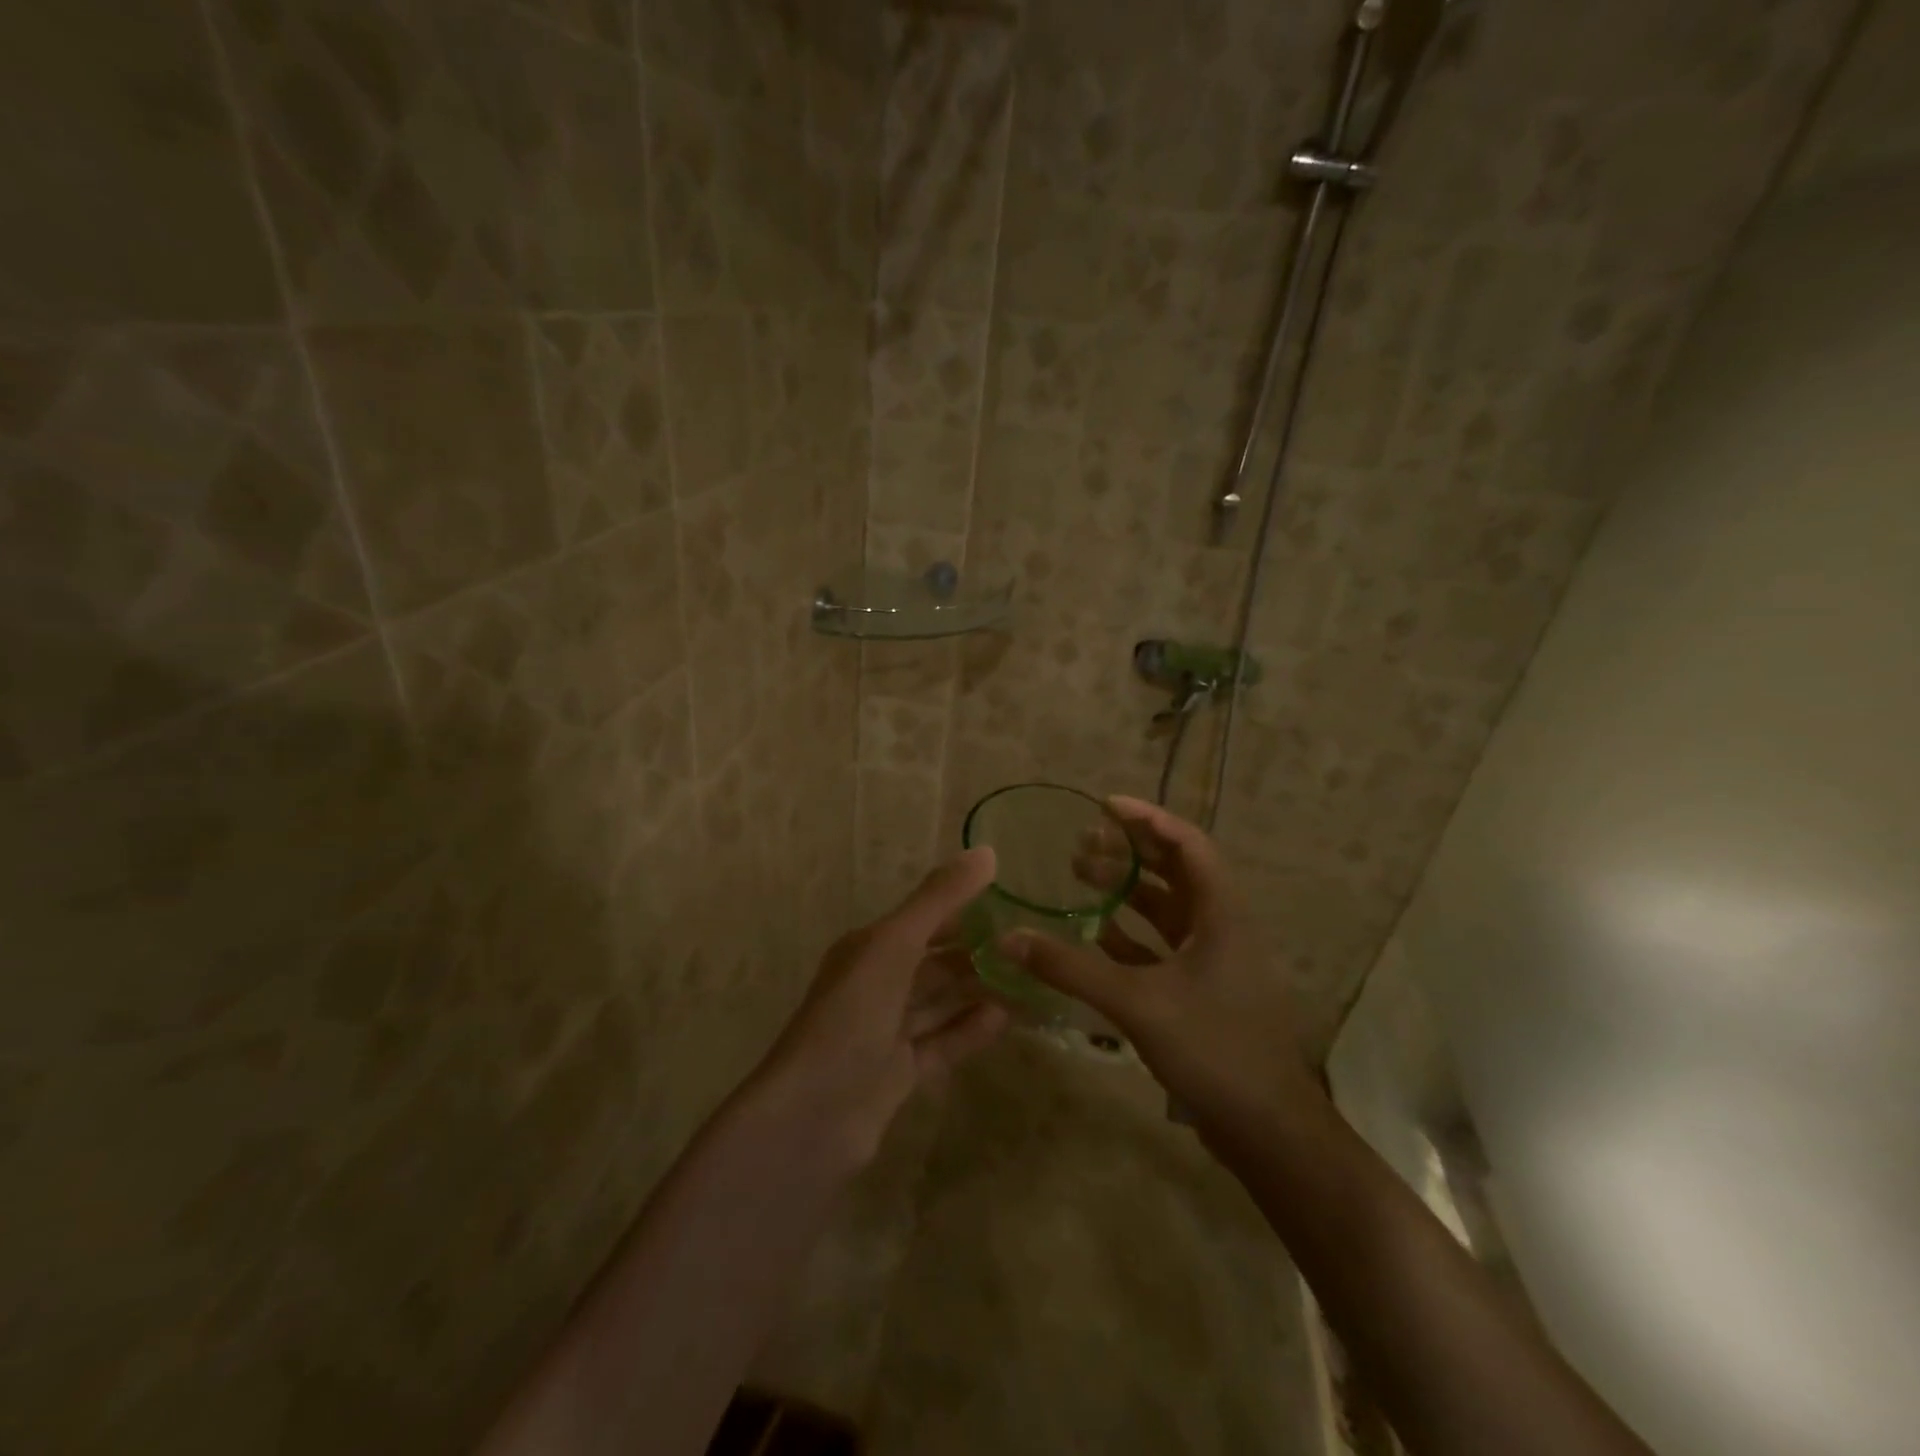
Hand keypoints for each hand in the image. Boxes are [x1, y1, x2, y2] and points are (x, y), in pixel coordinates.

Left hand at [754, 848, 1009, 1166]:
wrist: (813, 1115)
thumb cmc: (852, 1014)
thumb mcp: (895, 945)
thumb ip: (939, 899)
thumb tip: (987, 851)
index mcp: (869, 948)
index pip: (924, 918)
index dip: (963, 908)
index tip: (1010, 904)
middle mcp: (876, 984)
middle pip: (934, 962)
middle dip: (976, 953)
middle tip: (1028, 947)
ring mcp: (886, 1032)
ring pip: (940, 1003)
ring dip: (977, 991)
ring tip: (1028, 981)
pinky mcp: (898, 1074)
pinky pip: (942, 1043)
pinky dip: (969, 1031)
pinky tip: (1005, 1020)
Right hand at [1001, 796, 1319, 1126]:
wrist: (1267, 1128)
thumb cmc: (1213, 1048)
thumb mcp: (1137, 1002)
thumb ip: (1072, 968)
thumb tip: (1010, 938)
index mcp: (1221, 913)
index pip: (1187, 844)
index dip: (1147, 820)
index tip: (1104, 805)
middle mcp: (1221, 926)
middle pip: (1176, 871)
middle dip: (1130, 851)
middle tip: (1082, 841)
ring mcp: (1214, 959)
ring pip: (1167, 909)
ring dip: (1127, 891)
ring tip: (1081, 876)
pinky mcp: (1203, 989)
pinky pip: (1162, 946)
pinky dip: (1130, 934)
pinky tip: (1094, 934)